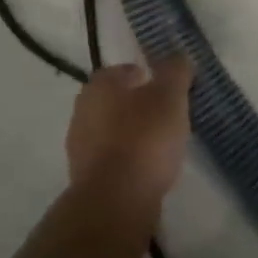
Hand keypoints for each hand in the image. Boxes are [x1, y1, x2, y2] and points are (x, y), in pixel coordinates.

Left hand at [65, 57, 192, 213]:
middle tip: (165, 113)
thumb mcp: (170, 96)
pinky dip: (128, 159)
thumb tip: (178, 56)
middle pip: (114, 101)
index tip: (164, 87)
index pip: (120, 71)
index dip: (143, 75)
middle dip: (137, 105)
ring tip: (162, 144)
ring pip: (111, 131)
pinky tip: (149, 169)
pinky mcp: (85, 179)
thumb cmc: (144, 139)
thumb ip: (175, 71)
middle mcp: (82, 111)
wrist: (115, 202)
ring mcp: (80, 147)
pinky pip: (111, 159)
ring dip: (132, 134)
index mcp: (98, 86)